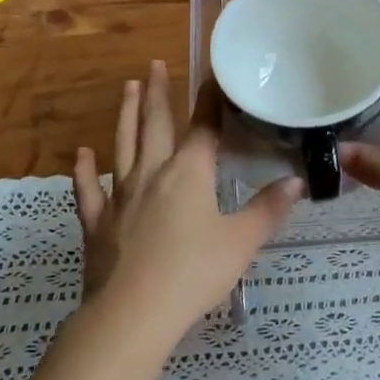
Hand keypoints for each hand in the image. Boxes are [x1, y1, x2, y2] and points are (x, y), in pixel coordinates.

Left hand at [72, 61, 302, 343]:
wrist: (131, 315)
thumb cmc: (193, 274)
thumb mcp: (241, 243)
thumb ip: (268, 210)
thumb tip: (296, 181)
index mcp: (189, 173)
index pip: (203, 126)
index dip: (210, 100)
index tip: (211, 74)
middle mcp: (152, 173)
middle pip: (155, 124)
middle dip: (158, 93)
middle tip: (155, 64)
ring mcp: (120, 196)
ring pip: (122, 145)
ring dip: (126, 114)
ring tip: (128, 87)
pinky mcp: (97, 222)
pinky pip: (88, 190)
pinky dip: (84, 171)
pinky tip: (82, 154)